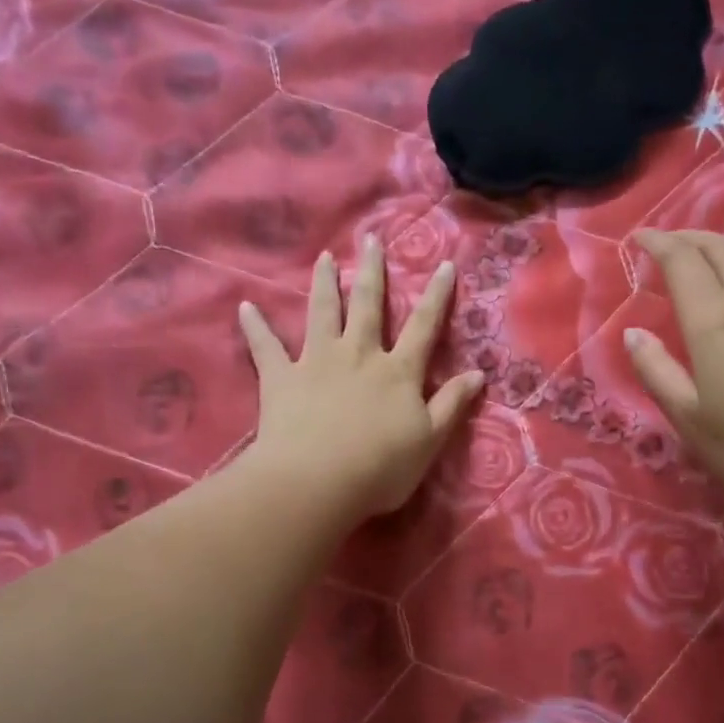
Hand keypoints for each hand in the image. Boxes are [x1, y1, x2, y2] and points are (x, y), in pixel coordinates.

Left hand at [238, 236, 484, 524]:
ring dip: (325, 284)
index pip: (424, 326)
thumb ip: (452, 403)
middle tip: (370, 240)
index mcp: (398, 372)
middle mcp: (359, 355)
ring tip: (324, 258)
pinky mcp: (281, 378)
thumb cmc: (380, 467)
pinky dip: (255, 327)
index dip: (437, 296)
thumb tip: (479, 373)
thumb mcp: (429, 440)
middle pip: (369, 306)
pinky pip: (266, 347)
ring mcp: (317, 362)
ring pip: (322, 313)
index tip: (444, 265)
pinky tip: (245, 307)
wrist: (316, 482)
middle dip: (373, 272)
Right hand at [626, 229, 723, 522]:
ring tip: (710, 270)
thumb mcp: (689, 419)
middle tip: (669, 246)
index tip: (639, 238)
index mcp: (716, 321)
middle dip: (691, 239)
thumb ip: (657, 371)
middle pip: (723, 248)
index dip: (658, 242)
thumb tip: (634, 333)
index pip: (683, 260)